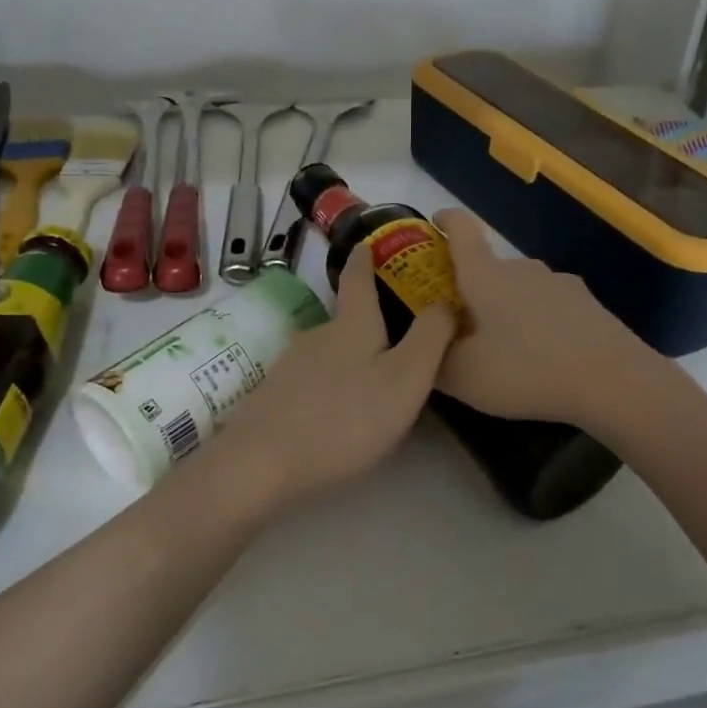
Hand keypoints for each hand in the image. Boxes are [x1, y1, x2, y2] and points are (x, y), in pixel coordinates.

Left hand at [209, 244, 455, 513]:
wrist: (262, 463)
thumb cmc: (346, 419)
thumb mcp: (406, 379)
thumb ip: (429, 338)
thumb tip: (444, 301)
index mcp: (352, 325)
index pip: (358, 278)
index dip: (366, 259)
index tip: (367, 244)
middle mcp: (318, 335)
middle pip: (347, 321)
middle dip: (370, 325)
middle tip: (399, 346)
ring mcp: (290, 365)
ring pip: (330, 353)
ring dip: (351, 360)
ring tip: (373, 386)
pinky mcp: (274, 394)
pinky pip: (312, 380)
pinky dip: (330, 386)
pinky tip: (338, 413)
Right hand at [433, 207, 649, 428]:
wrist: (614, 382)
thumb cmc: (526, 371)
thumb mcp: (463, 377)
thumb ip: (434, 360)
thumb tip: (426, 348)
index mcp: (486, 276)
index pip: (461, 231)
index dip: (445, 221)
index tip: (434, 224)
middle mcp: (523, 269)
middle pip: (489, 269)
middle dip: (472, 291)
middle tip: (461, 327)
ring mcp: (560, 284)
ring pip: (520, 290)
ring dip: (506, 310)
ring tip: (504, 351)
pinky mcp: (588, 305)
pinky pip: (549, 308)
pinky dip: (538, 325)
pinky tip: (542, 358)